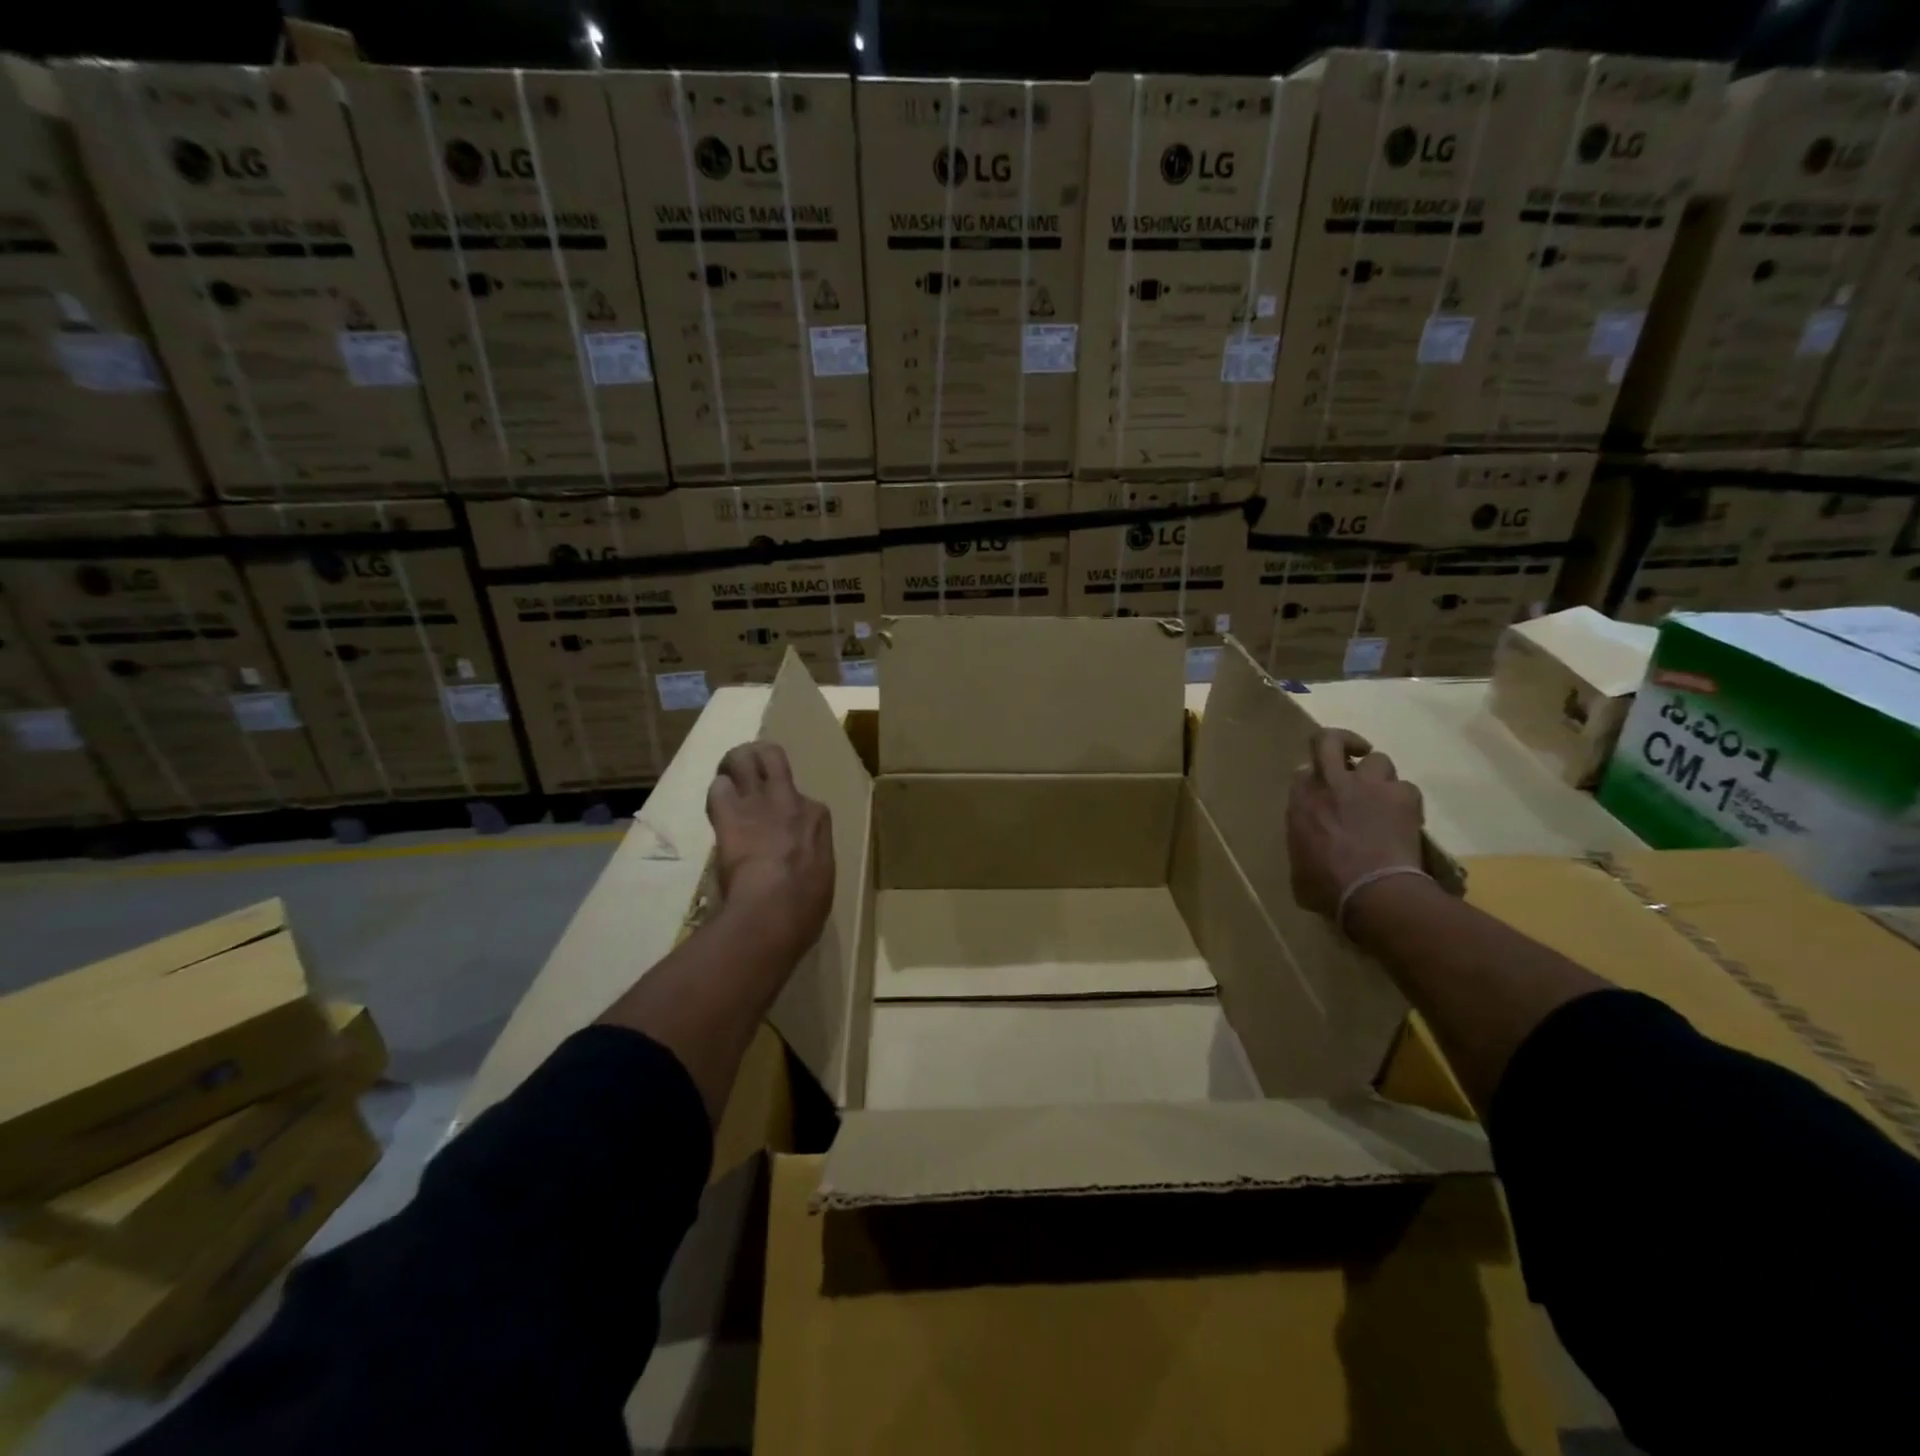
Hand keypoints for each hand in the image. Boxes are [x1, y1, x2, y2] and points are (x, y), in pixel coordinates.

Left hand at [706, 744, 833, 956]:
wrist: (775, 908)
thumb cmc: (806, 904)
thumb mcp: (821, 877)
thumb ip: (810, 858)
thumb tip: (801, 866)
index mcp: (817, 818)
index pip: (803, 799)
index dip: (788, 807)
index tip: (780, 823)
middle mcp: (790, 800)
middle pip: (772, 757)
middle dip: (758, 756)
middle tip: (747, 767)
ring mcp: (758, 802)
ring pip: (743, 759)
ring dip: (732, 765)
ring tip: (725, 776)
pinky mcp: (729, 813)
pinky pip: (719, 788)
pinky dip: (716, 794)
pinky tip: (716, 806)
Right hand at [1287, 728, 1425, 919]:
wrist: (1373, 891)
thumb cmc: (1326, 885)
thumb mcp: (1298, 864)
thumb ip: (1302, 838)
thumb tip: (1308, 839)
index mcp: (1301, 799)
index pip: (1303, 770)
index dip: (1314, 776)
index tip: (1321, 789)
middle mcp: (1332, 783)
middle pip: (1331, 740)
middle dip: (1342, 741)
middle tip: (1350, 753)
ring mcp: (1369, 786)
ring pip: (1378, 760)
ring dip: (1379, 776)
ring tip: (1382, 796)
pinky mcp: (1402, 796)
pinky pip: (1406, 788)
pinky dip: (1405, 800)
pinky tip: (1405, 818)